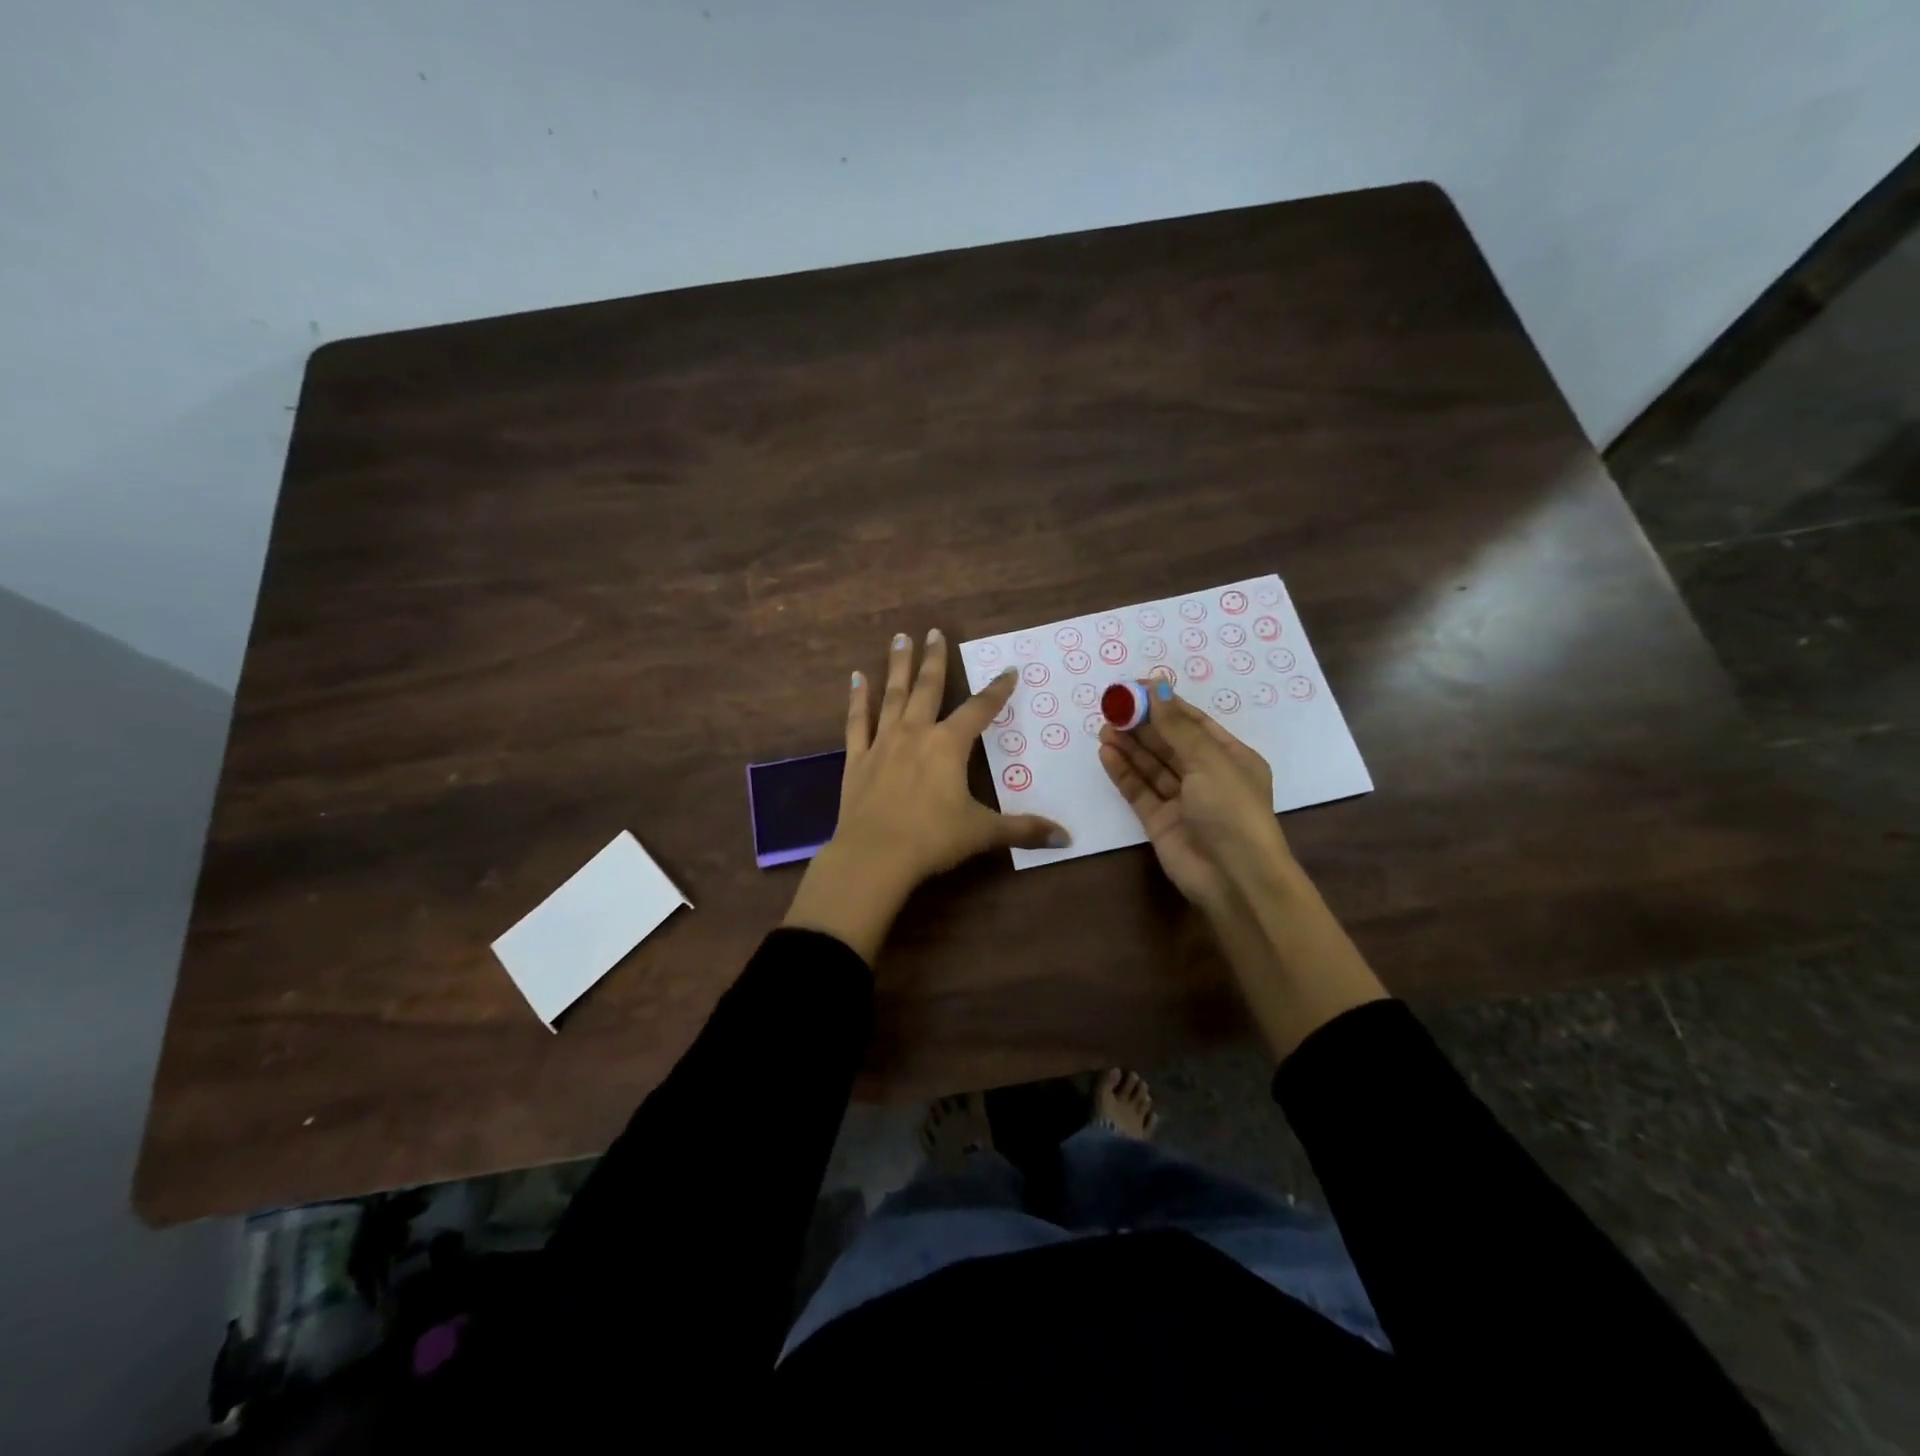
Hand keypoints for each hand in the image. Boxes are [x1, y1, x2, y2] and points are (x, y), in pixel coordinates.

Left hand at [783, 629, 1068, 962]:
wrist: (874, 856)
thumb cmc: (933, 839)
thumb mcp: (983, 833)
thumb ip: (1024, 830)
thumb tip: (1066, 837)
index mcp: (949, 745)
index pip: (980, 709)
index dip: (997, 690)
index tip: (1009, 671)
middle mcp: (916, 733)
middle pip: (928, 688)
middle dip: (934, 659)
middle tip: (933, 632)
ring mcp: (883, 743)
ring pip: (892, 695)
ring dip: (898, 666)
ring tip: (900, 638)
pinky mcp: (856, 759)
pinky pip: (857, 721)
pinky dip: (857, 698)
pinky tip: (856, 678)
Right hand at [1097, 682, 1291, 913]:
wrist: (1233, 877)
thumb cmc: (1231, 810)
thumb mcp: (1209, 760)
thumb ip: (1177, 726)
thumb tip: (1157, 687)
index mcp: (1230, 757)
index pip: (1193, 723)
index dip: (1164, 704)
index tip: (1134, 688)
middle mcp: (1207, 776)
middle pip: (1169, 742)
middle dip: (1142, 725)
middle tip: (1112, 708)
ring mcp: (1182, 800)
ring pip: (1151, 766)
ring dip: (1129, 746)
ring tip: (1104, 728)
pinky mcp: (1159, 821)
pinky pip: (1139, 790)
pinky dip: (1123, 772)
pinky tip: (1106, 753)